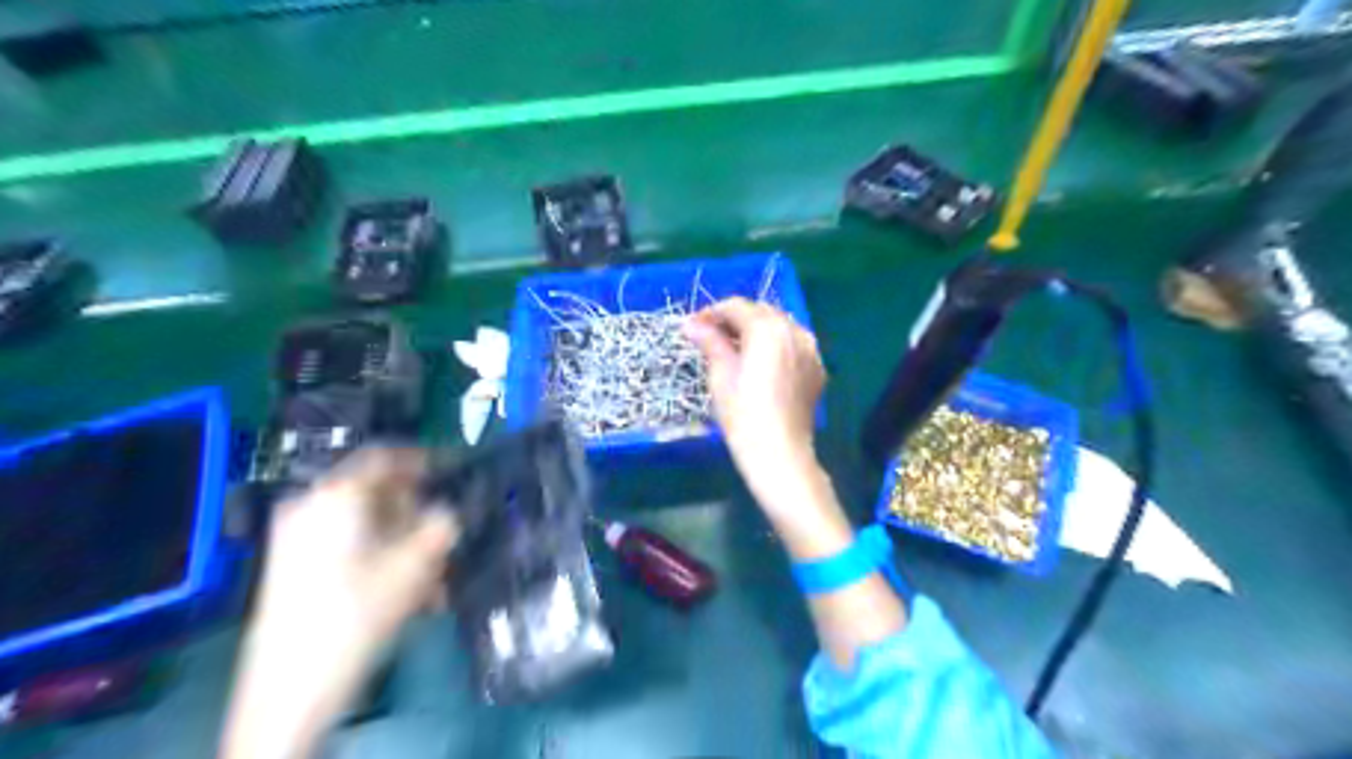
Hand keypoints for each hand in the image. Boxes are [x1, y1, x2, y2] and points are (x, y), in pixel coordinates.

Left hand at [219, 450, 455, 758]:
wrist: (289, 689)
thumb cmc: (357, 612)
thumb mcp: (415, 565)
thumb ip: (441, 526)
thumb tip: (449, 510)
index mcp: (335, 494)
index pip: (384, 456)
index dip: (423, 459)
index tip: (452, 471)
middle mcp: (311, 506)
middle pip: (377, 496)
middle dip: (417, 517)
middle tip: (445, 540)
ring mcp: (296, 538)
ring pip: (367, 528)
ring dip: (405, 546)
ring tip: (433, 580)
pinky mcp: (293, 568)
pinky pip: (349, 548)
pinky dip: (382, 561)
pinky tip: (408, 594)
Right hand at [687, 298, 823, 506]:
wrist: (780, 453)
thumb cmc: (743, 415)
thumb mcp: (721, 376)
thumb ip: (710, 342)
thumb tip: (691, 324)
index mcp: (767, 329)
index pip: (736, 307)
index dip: (712, 313)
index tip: (693, 326)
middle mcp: (794, 331)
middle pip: (760, 311)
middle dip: (735, 319)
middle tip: (711, 336)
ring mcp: (810, 349)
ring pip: (779, 325)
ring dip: (756, 329)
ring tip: (735, 348)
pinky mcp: (817, 367)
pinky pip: (794, 343)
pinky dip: (775, 344)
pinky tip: (761, 363)